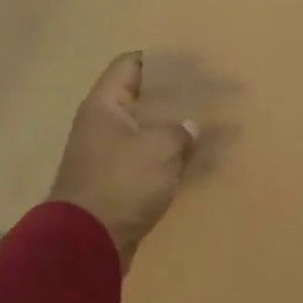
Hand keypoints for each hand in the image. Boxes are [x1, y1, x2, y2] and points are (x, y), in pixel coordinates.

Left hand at [49, 53, 197, 264]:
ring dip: (179, 127)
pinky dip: (176, 154)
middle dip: (178, 95)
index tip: (194, 62)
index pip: (131, 65)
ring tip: (214, 123)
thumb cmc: (121, 184)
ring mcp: (113, 154)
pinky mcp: (124, 181)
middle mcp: (106, 125)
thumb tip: (189, 126)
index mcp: (106, 106)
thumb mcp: (157, 149)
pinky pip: (155, 157)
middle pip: (145, 97)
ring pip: (152, 129)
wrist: (88, 242)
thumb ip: (179, 130)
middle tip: (213, 92)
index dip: (162, 60)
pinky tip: (202, 156)